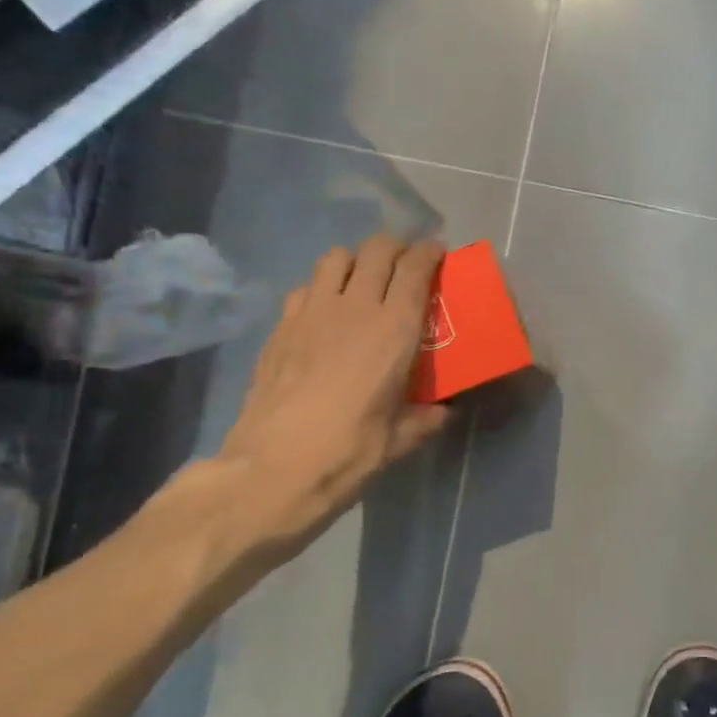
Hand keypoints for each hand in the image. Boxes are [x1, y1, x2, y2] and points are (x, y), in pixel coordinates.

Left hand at [211, 236, 450, 560]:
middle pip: (376, 250)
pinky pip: (305, 287)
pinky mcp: (280, 327)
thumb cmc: (349, 452)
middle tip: (407, 263)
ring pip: (336, 257)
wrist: (272, 470)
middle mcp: (354, 308)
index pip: (415, 268)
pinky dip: (321, 286)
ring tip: (365, 279)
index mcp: (394, 330)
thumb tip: (443, 411)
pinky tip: (325, 311)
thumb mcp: (401, 439)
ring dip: (356, 260)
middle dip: (396, 247)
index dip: (430, 252)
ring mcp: (311, 313)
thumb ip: (426, 417)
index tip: (438, 253)